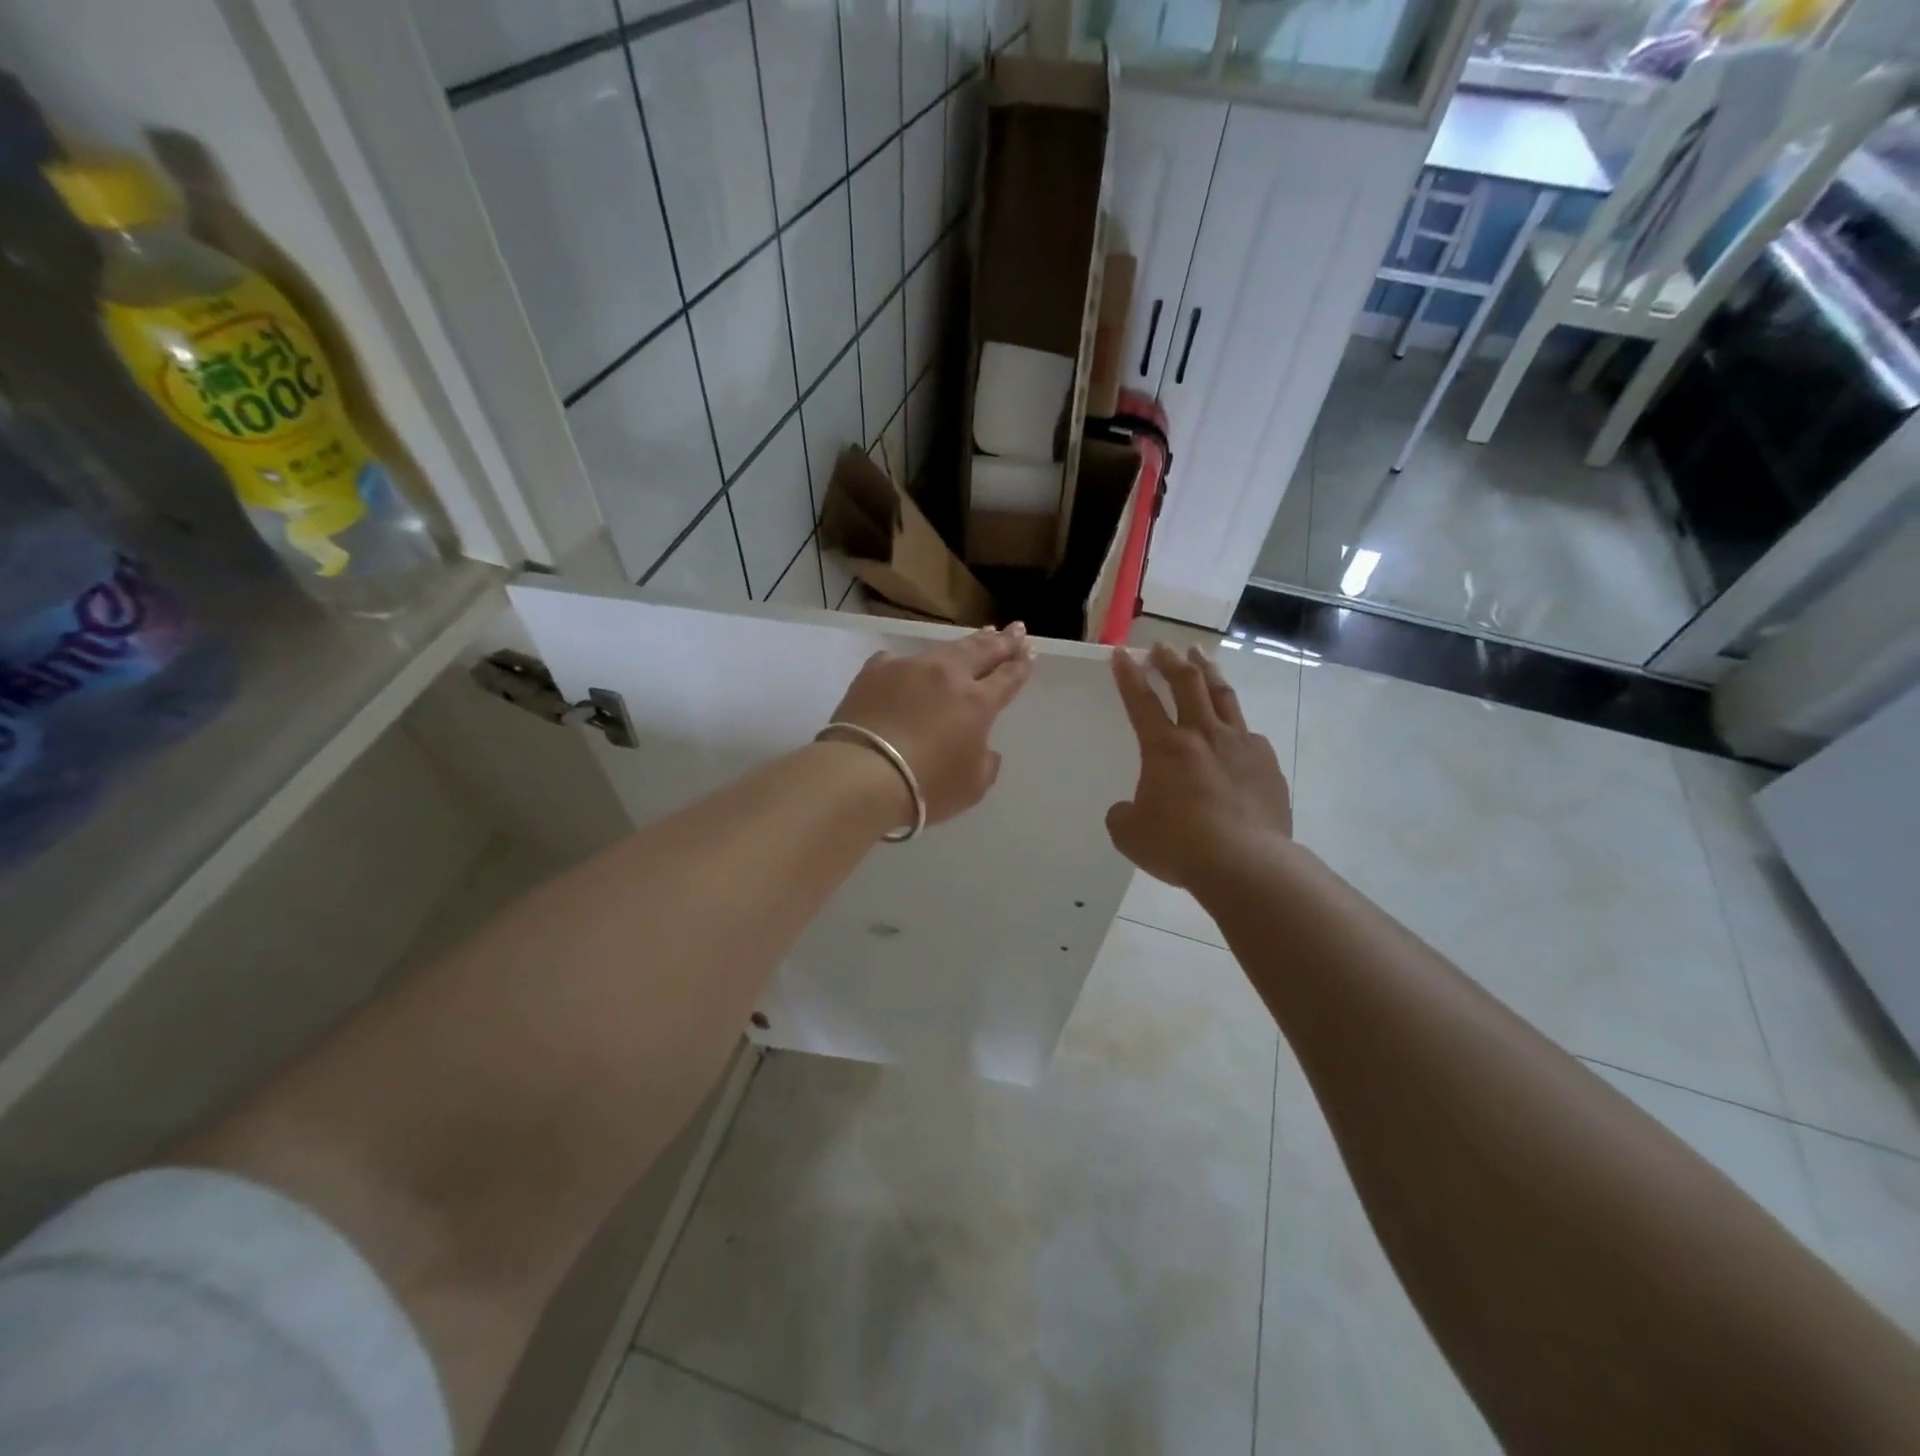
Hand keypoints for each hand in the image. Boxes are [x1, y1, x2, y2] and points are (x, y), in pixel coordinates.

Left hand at [827, 625, 1036, 825]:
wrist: (863, 774)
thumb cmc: (926, 786)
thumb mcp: (972, 786)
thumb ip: (985, 762)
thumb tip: (983, 747)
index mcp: (978, 702)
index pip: (1008, 677)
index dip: (1021, 664)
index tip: (1030, 651)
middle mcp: (947, 675)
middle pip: (982, 651)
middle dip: (1003, 640)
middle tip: (1016, 629)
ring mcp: (910, 668)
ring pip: (945, 649)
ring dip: (967, 642)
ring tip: (981, 633)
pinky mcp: (875, 671)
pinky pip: (900, 661)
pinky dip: (913, 663)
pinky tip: (912, 664)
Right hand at [1107, 643, 1291, 887]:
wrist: (1246, 863)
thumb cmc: (1179, 845)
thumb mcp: (1130, 834)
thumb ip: (1124, 814)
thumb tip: (1128, 808)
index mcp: (1164, 747)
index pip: (1141, 700)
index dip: (1128, 675)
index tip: (1122, 653)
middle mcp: (1202, 735)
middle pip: (1186, 684)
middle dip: (1170, 661)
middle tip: (1162, 647)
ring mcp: (1240, 745)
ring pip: (1222, 696)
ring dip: (1208, 671)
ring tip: (1200, 655)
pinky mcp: (1266, 764)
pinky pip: (1249, 735)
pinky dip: (1236, 725)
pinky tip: (1237, 732)